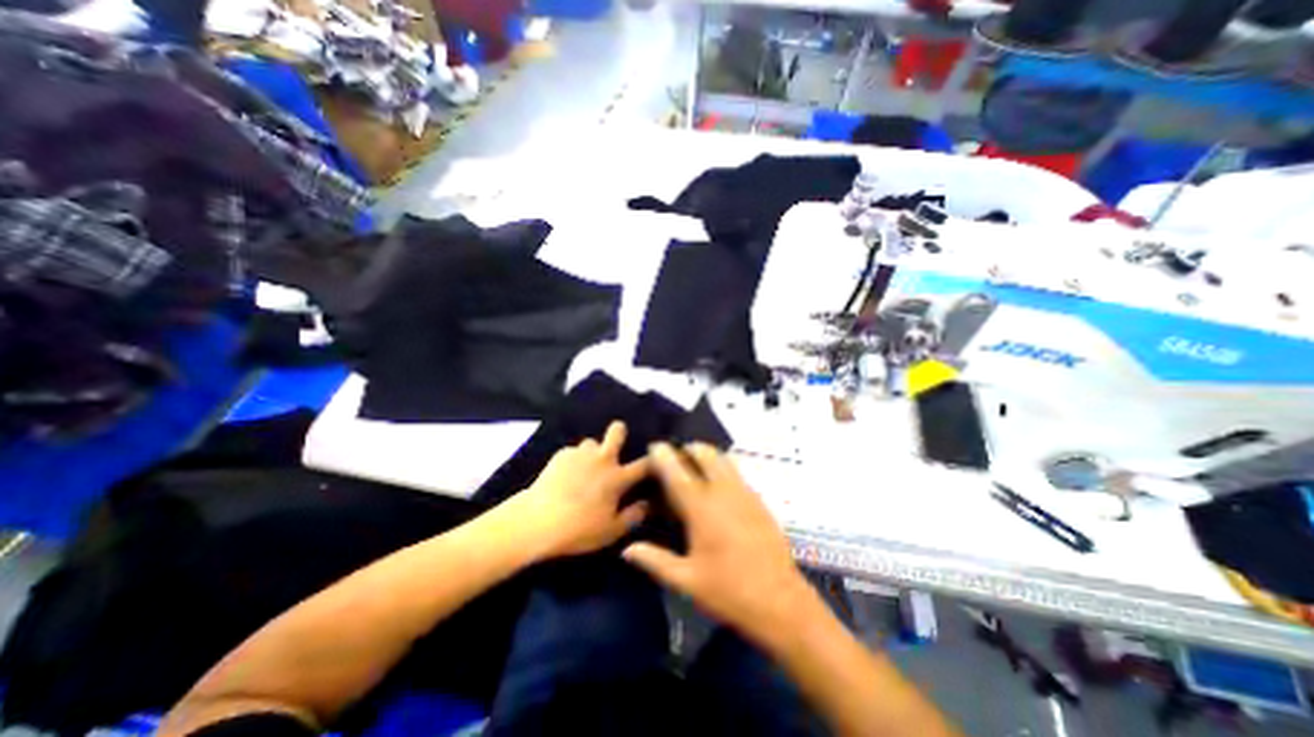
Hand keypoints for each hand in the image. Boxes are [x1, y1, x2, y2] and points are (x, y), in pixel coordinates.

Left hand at [509, 424, 652, 561]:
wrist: (538, 520)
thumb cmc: (579, 529)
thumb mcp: (611, 531)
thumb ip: (632, 516)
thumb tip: (647, 505)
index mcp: (618, 477)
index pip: (644, 464)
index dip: (653, 461)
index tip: (655, 460)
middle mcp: (602, 459)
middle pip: (617, 432)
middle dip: (620, 431)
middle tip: (617, 439)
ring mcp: (581, 454)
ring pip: (591, 442)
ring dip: (592, 451)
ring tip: (585, 465)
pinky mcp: (561, 455)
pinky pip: (572, 452)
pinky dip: (572, 460)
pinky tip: (564, 474)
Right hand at [621, 443, 818, 644]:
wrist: (781, 602)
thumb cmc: (729, 591)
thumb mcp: (687, 580)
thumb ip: (655, 560)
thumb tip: (626, 550)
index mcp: (701, 508)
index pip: (677, 471)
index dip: (663, 455)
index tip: (654, 446)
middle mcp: (723, 492)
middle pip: (706, 454)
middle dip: (689, 448)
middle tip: (676, 457)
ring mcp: (745, 493)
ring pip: (724, 459)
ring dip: (707, 455)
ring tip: (696, 466)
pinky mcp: (759, 500)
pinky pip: (737, 472)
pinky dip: (723, 467)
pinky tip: (718, 487)